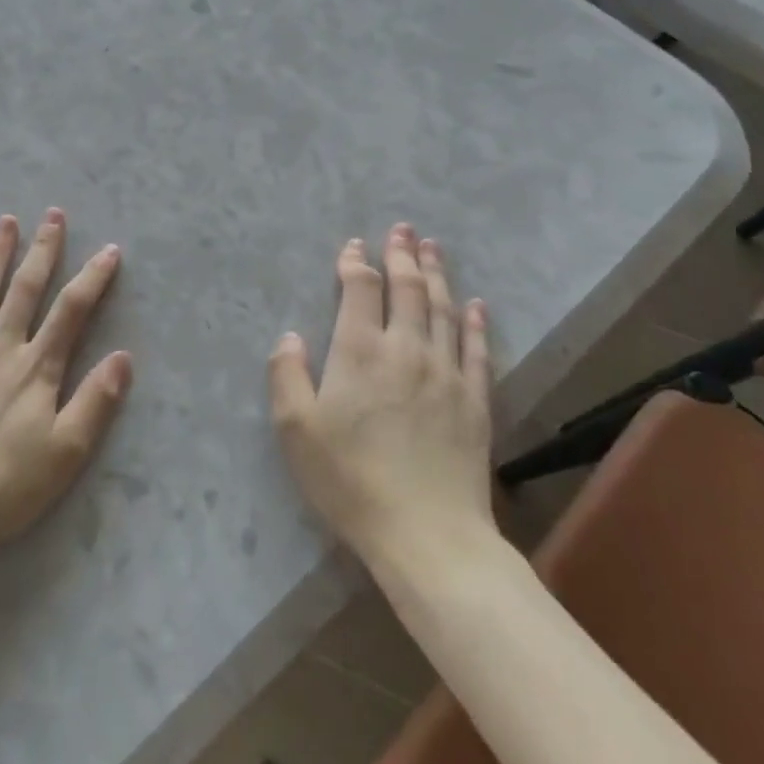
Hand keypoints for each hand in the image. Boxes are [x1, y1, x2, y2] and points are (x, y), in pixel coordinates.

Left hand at [0, 209, 132, 562]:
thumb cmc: (5, 487)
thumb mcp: (66, 452)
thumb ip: (96, 401)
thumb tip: (124, 356)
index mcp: (35, 369)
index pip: (72, 311)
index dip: (93, 278)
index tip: (110, 249)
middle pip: (25, 290)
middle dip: (43, 250)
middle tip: (52, 214)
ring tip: (4, 222)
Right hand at [268, 223, 496, 574]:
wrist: (427, 534)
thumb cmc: (351, 480)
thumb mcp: (296, 430)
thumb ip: (286, 375)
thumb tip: (290, 336)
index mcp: (359, 351)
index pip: (360, 290)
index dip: (355, 263)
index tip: (353, 246)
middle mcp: (406, 348)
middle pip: (407, 288)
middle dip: (402, 254)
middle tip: (402, 229)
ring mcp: (446, 372)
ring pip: (443, 308)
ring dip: (437, 274)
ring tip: (433, 248)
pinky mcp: (475, 399)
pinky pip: (477, 348)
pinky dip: (475, 321)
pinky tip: (475, 303)